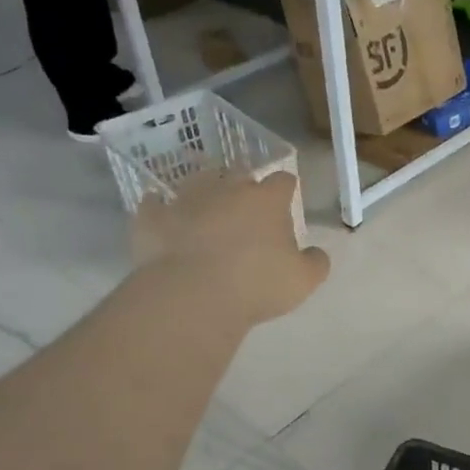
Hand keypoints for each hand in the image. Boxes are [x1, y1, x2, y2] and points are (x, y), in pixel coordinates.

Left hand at [130, 169, 328, 325]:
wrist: (192, 296)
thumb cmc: (256, 284)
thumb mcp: (303, 280)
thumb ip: (316, 262)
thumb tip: (316, 253)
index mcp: (266, 200)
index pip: (283, 180)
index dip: (286, 190)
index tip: (286, 204)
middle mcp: (226, 189)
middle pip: (238, 173)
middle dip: (244, 186)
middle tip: (247, 210)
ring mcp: (186, 200)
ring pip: (196, 181)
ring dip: (203, 191)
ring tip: (206, 209)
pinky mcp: (152, 218)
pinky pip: (154, 205)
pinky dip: (160, 209)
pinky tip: (163, 217)